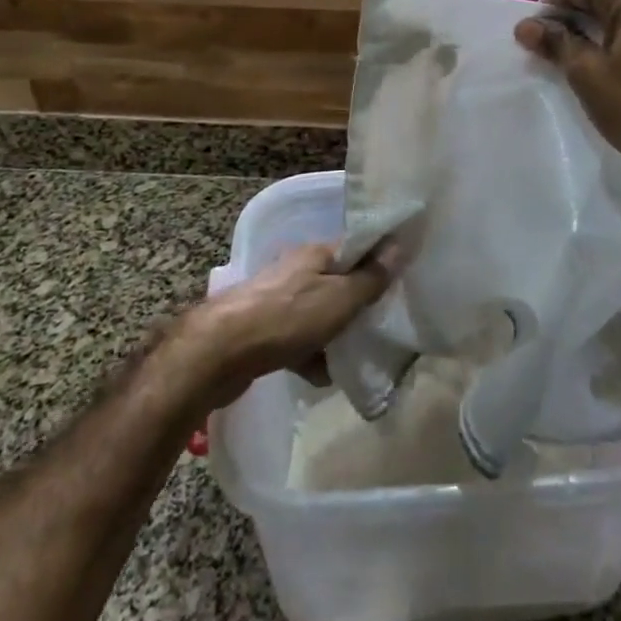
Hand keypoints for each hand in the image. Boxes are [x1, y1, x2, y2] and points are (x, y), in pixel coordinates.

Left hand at [187, 242, 394, 405]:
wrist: (218, 353)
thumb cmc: (287, 318)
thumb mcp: (340, 298)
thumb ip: (371, 277)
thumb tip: (399, 244)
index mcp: (316, 254)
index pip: (357, 248)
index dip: (380, 261)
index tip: (401, 281)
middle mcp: (297, 270)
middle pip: (338, 283)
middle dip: (357, 307)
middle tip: (380, 327)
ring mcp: (277, 300)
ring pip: (318, 314)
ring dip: (334, 336)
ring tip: (352, 359)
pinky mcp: (262, 330)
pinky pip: (296, 340)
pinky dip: (309, 355)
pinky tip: (319, 376)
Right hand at [515, 0, 620, 218]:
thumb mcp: (584, 72)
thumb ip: (554, 41)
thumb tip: (525, 26)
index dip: (550, 5)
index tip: (537, 36)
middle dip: (570, 17)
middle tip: (550, 49)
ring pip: (620, 13)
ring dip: (592, 30)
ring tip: (575, 60)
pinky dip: (616, 40)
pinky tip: (606, 68)